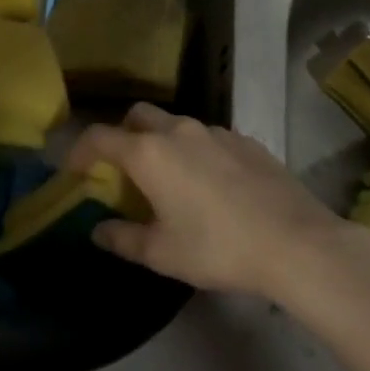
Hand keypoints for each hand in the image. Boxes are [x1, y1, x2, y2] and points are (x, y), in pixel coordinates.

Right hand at [64, 102, 356, 299]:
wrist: (296, 242)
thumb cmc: (218, 247)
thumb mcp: (163, 254)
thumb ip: (123, 239)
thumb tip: (98, 230)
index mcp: (149, 153)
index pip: (100, 137)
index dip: (80, 149)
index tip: (74, 168)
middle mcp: (177, 130)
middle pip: (137, 116)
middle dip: (122, 134)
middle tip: (123, 167)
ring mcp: (214, 130)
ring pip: (175, 124)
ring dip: (161, 142)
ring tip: (170, 179)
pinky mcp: (244, 139)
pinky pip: (207, 137)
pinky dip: (196, 151)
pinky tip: (212, 184)